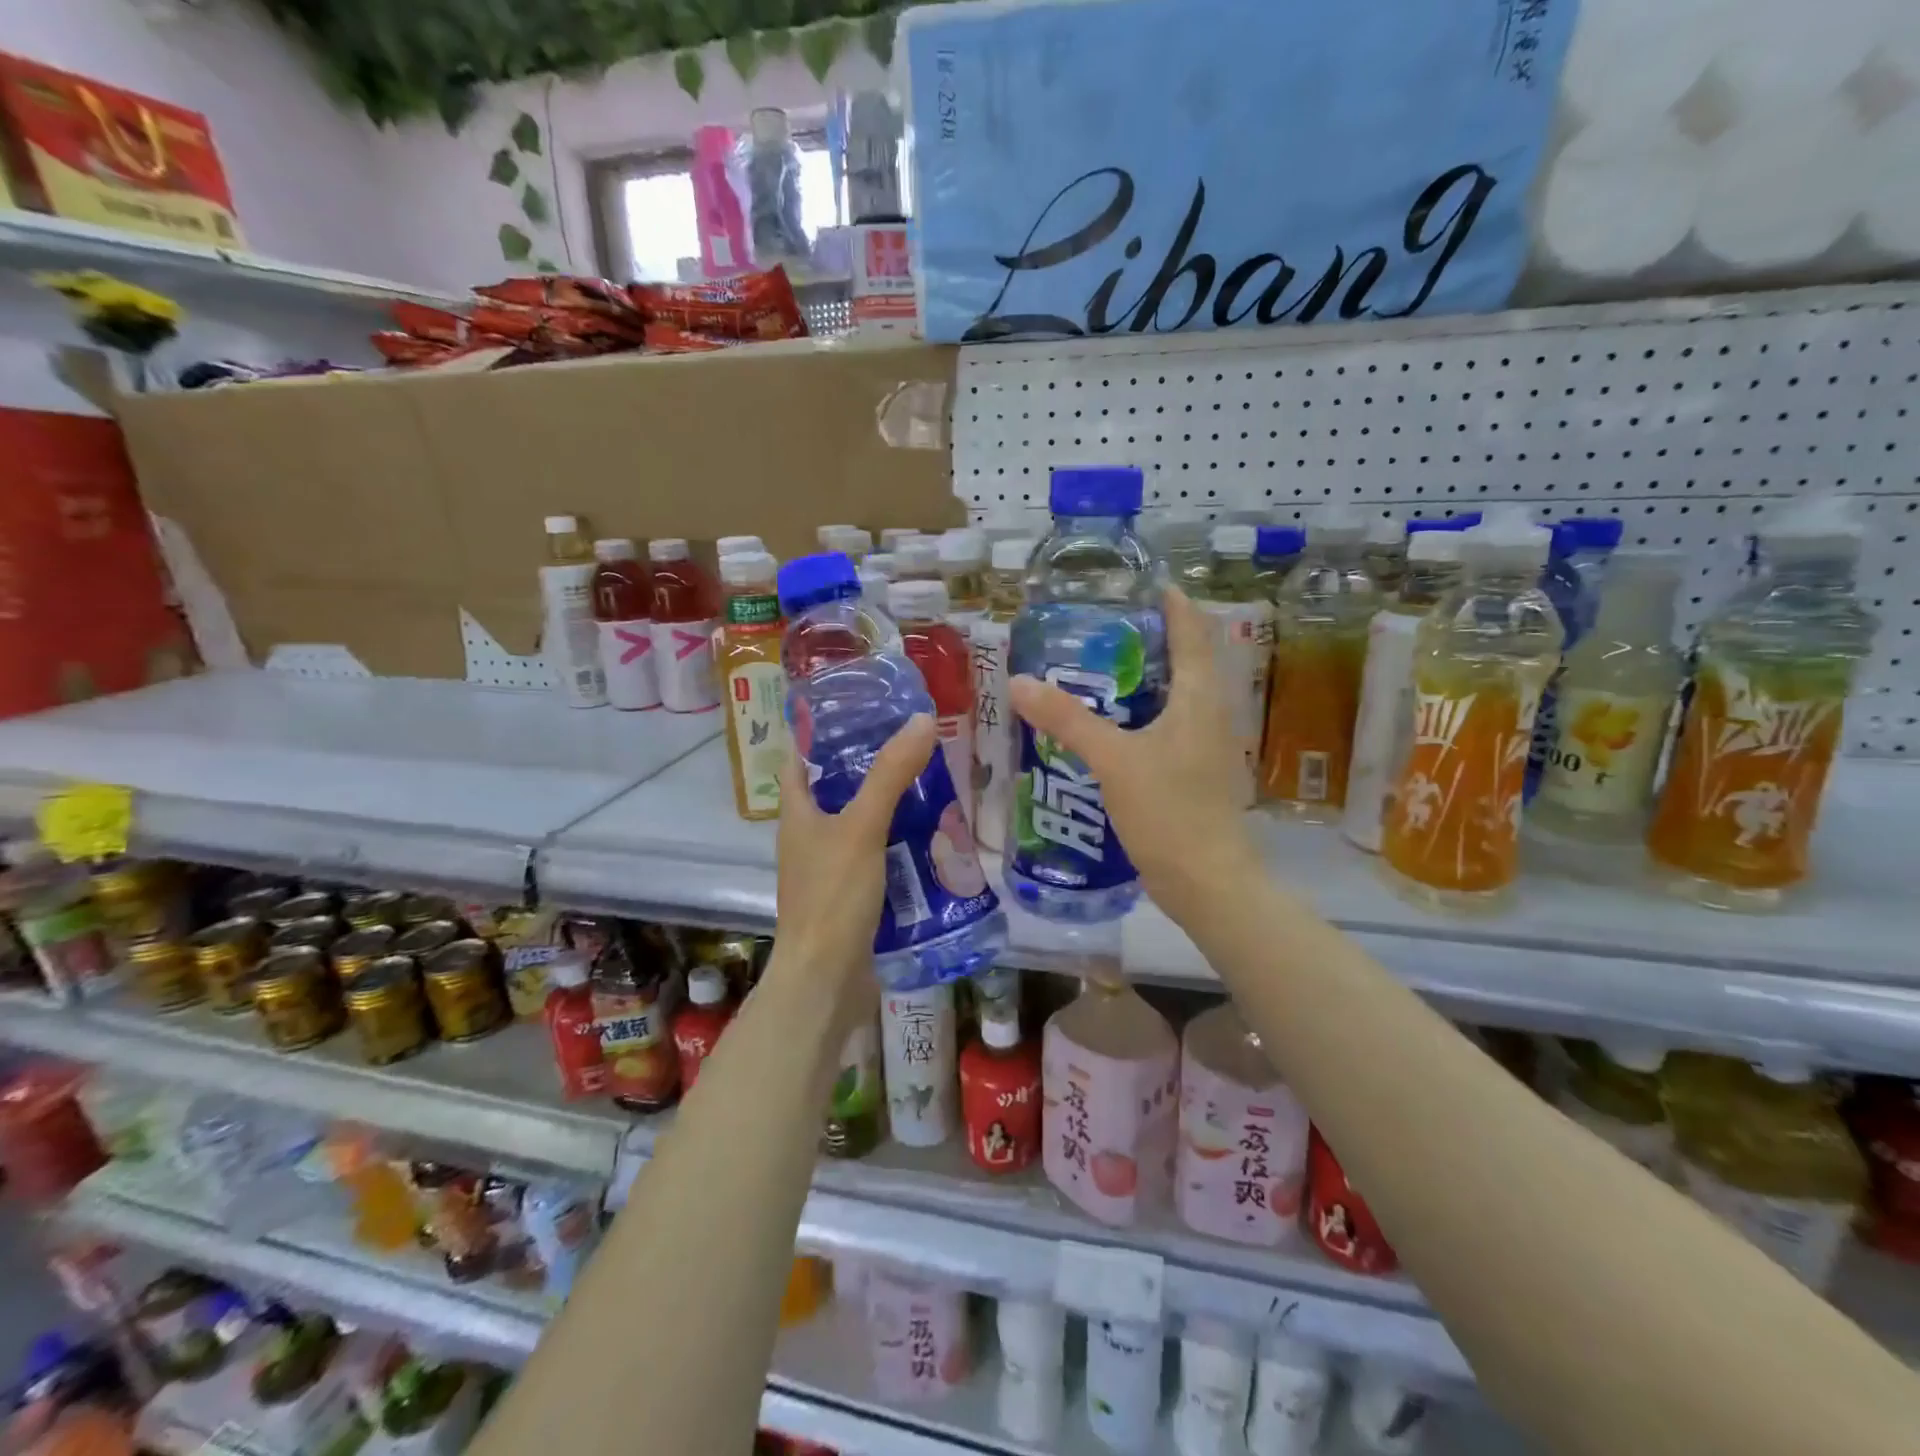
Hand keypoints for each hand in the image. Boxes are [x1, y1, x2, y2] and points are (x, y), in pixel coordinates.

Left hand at [772, 715, 936, 1001]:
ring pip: (862, 822)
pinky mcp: (852, 894)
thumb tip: (920, 720)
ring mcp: (830, 867)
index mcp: (797, 812)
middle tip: (913, 740)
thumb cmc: (832, 897)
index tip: (860, 705)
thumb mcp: (862, 828)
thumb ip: (890, 775)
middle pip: (837, 787)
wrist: (826, 981)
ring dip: (892, 804)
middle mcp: (809, 835)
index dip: (821, 728)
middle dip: (871, 764)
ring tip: (933, 780)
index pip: (800, 755)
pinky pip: (878, 855)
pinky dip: (901, 842)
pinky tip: (934, 835)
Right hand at [1008, 586, 1257, 923]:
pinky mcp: (1193, 773)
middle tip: (1104, 627)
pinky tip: (1109, 725)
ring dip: (1146, 678)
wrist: (1207, 882)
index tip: (1144, 583)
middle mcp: (1210, 714)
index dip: (1174, 604)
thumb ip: (1067, 720)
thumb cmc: (1169, 811)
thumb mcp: (1113, 760)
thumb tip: (1019, 682)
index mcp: (1200, 699)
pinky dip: (1141, 714)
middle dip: (1152, 638)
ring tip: (1099, 669)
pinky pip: (1168, 727)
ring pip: (1177, 696)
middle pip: (1187, 660)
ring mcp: (1205, 747)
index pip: (1193, 633)